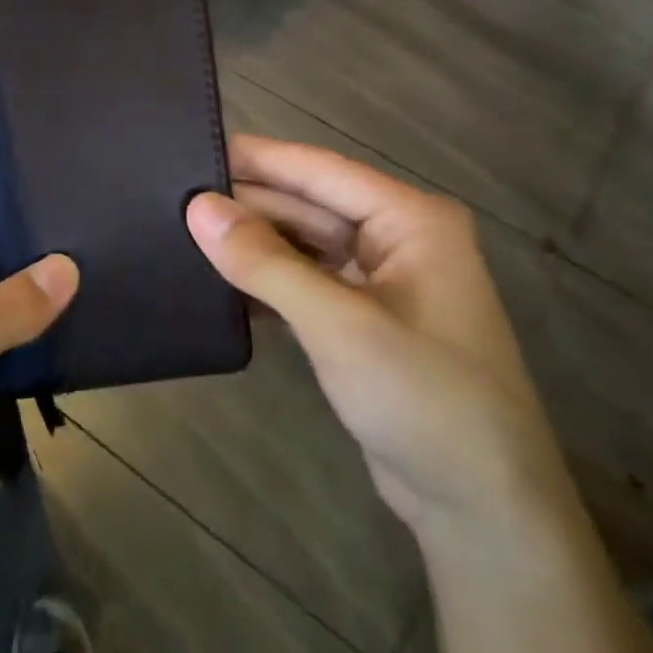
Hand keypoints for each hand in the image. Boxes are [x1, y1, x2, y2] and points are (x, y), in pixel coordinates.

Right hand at [186, 135, 575, 542]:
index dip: (256, 157)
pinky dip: (266, 280)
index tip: (192, 145)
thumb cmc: (423, 398)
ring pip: (304, 244)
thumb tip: (198, 208)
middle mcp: (397, 239)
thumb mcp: (340, 324)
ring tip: (182, 229)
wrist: (480, 507)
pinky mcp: (362, 320)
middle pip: (309, 204)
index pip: (318, 170)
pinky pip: (305, 281)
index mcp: (409, 219)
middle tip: (172, 194)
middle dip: (248, 202)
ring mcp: (380, 282)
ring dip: (253, 241)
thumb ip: (266, 262)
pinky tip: (218, 278)